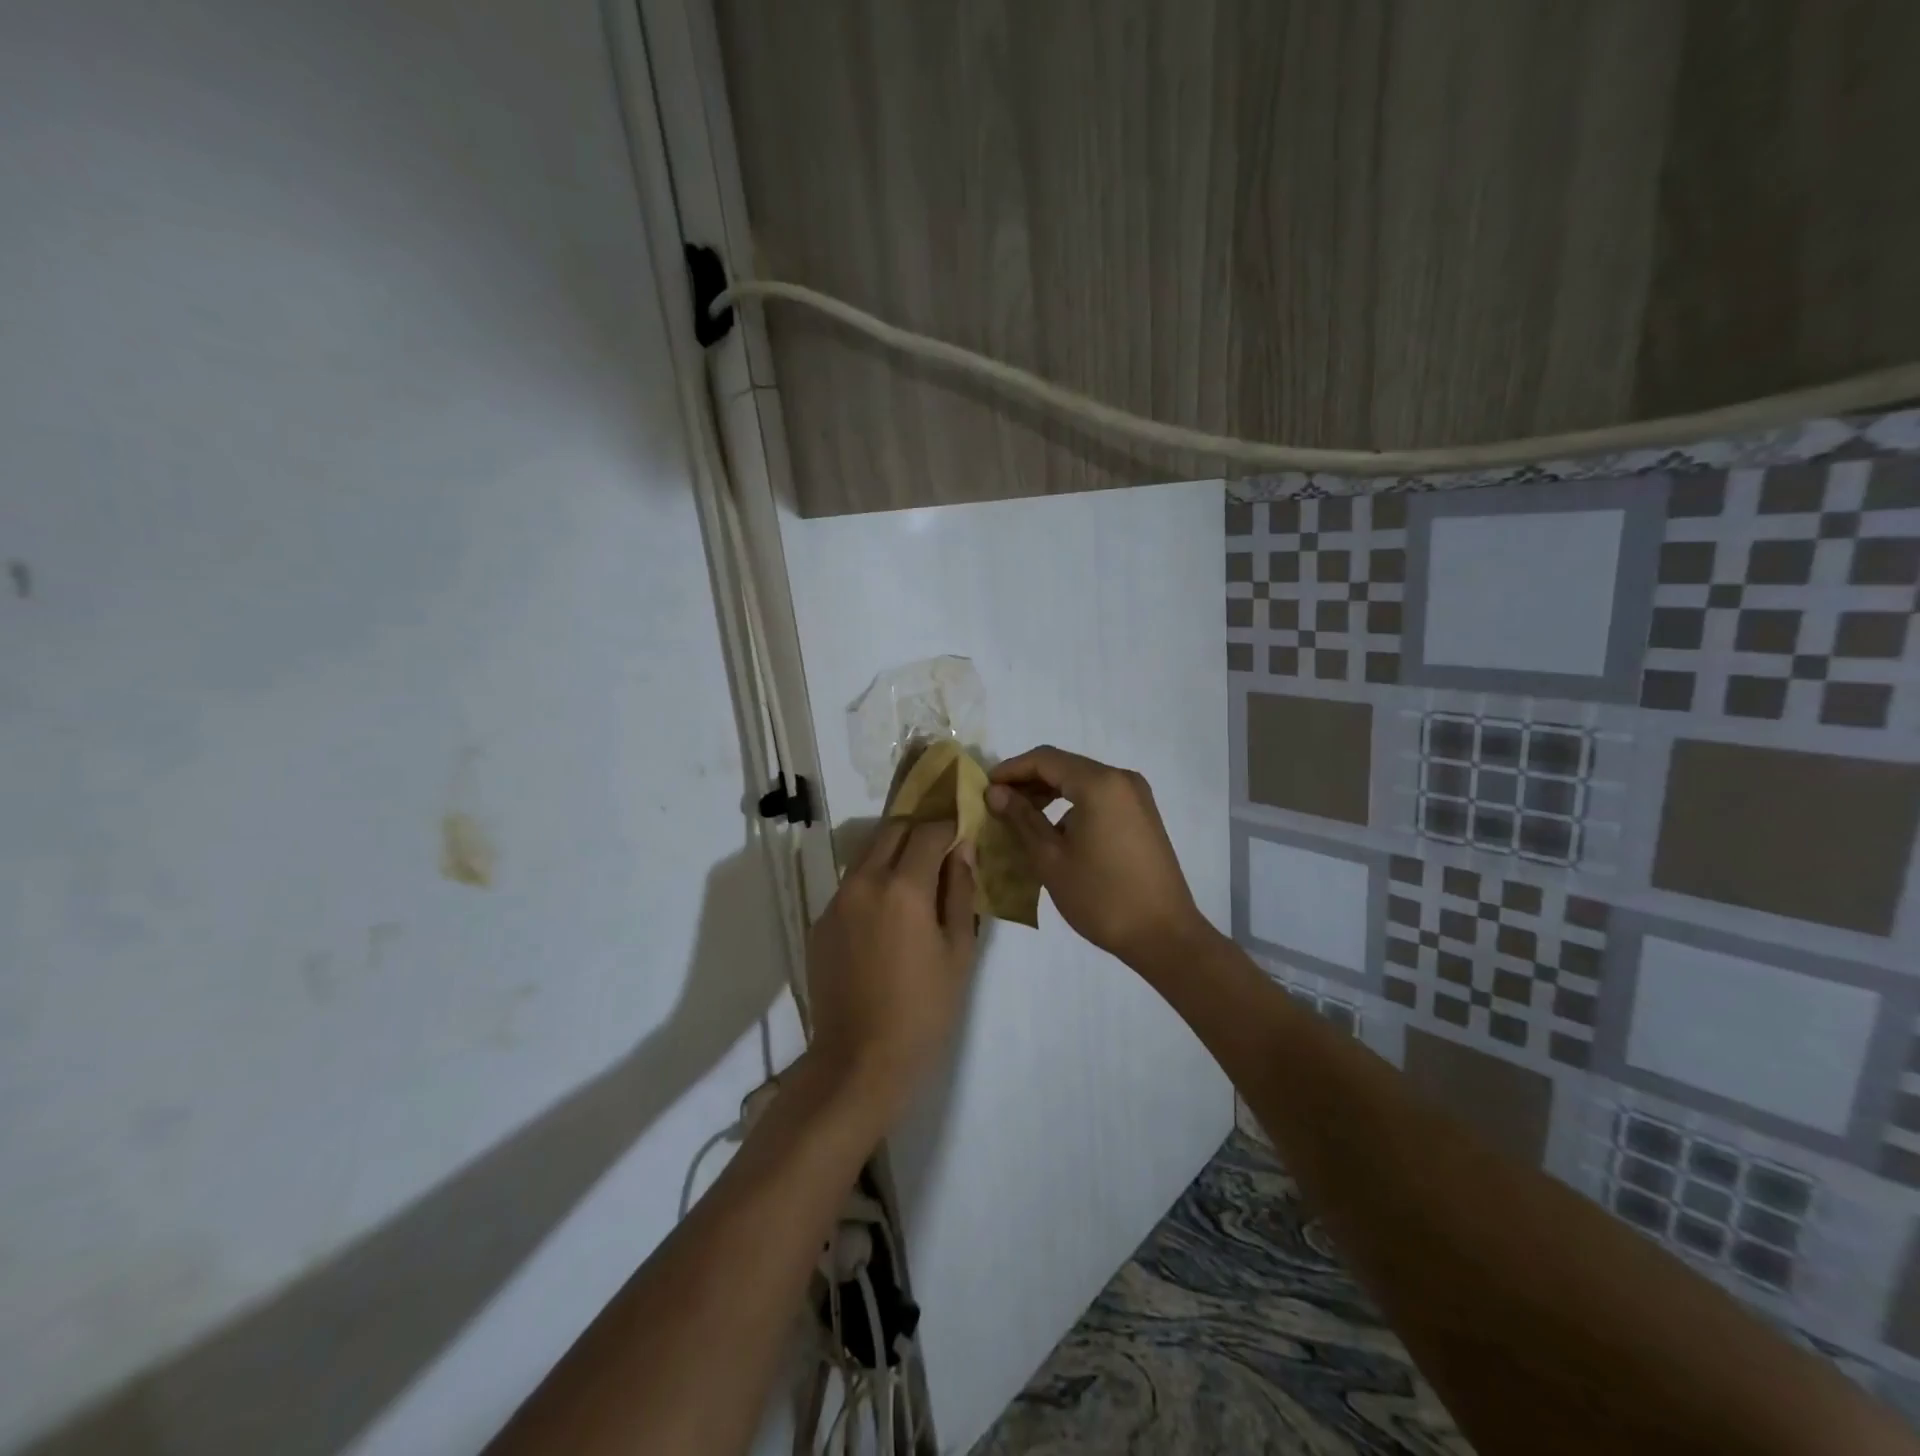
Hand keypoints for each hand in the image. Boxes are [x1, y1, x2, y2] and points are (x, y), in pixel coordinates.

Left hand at [805, 819, 978, 1119]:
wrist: (860, 1061)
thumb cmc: (924, 1010)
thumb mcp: (958, 951)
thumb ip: (960, 892)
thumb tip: (962, 850)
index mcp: (903, 887)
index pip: (928, 830)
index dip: (949, 826)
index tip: (963, 833)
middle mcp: (864, 882)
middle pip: (892, 830)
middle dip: (919, 831)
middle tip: (941, 852)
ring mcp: (836, 901)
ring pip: (867, 854)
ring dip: (893, 854)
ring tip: (915, 884)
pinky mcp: (820, 922)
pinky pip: (851, 886)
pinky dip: (873, 884)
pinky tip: (887, 919)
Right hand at [986, 746, 1213, 966]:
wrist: (1164, 935)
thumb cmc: (1101, 897)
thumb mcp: (1051, 858)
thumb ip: (1021, 819)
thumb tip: (995, 792)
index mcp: (1099, 784)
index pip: (1045, 759)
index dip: (1011, 769)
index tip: (983, 787)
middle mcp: (1121, 779)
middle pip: (1065, 766)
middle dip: (1028, 780)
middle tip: (997, 803)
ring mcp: (1136, 796)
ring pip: (1082, 781)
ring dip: (1049, 793)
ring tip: (1020, 818)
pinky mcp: (1142, 814)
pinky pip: (1099, 796)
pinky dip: (1072, 804)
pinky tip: (1054, 831)